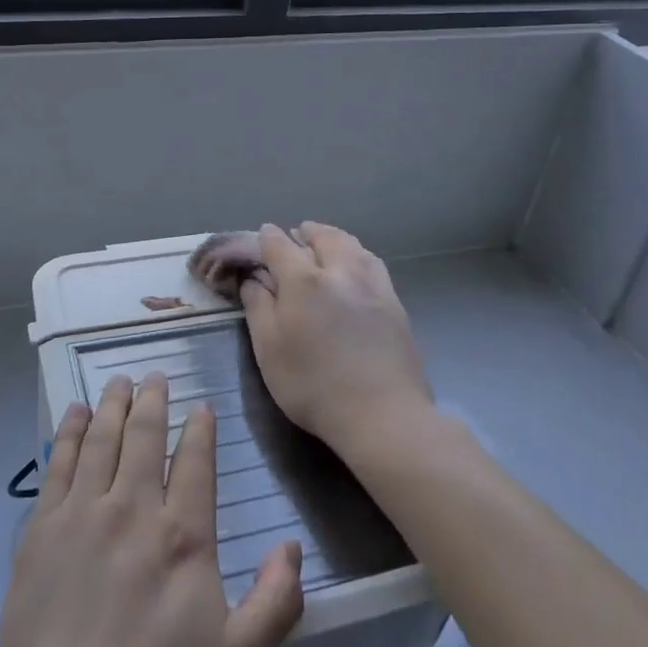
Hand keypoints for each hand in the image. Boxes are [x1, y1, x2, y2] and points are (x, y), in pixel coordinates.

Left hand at [0, 372, 304, 646]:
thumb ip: (275, 601)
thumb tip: (292, 546)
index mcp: (183, 536)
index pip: (195, 462)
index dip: (200, 429)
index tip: (201, 406)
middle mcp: (132, 510)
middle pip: (144, 437)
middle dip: (153, 400)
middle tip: (155, 375)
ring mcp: (82, 516)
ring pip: (101, 439)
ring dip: (112, 405)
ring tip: (119, 381)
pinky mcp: (41, 531)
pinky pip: (58, 464)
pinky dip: (68, 432)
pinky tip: (73, 414)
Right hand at [239, 222, 433, 459]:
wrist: (382, 415)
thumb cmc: (313, 386)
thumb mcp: (269, 350)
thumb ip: (258, 307)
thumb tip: (253, 278)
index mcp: (303, 280)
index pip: (280, 244)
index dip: (267, 238)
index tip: (262, 237)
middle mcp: (340, 271)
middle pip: (323, 236)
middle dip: (306, 232)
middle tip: (295, 236)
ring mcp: (373, 284)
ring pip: (352, 245)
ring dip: (333, 239)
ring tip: (324, 245)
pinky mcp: (394, 302)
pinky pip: (372, 263)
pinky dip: (357, 255)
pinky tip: (355, 268)